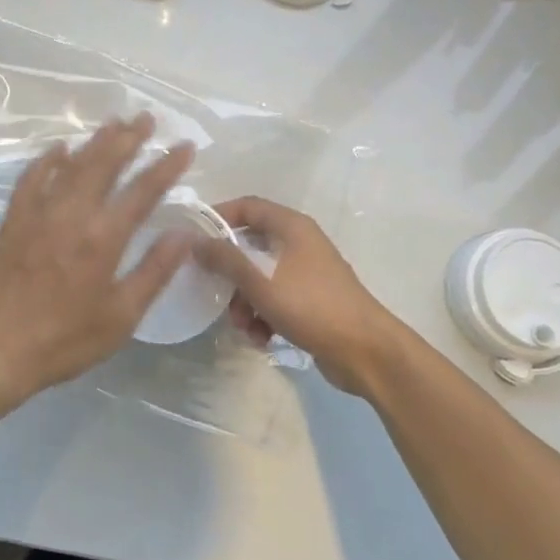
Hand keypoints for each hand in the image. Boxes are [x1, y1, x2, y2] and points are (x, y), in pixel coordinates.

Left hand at [0, 113, 194, 400]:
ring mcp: (38, 212)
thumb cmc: (64, 340)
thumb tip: (184, 235)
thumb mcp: (121, 316)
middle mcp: (72, 213)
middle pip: (105, 163)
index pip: (143, 191)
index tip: (185, 145)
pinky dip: (47, 160)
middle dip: (129, 138)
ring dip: (95, 141)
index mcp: (103, 237)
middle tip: (146, 118)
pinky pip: (32, 178)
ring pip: (71, 164)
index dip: (167, 166)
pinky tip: (58, 149)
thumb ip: (154, 271)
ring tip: (114, 123)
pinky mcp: (13, 220)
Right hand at [195, 196, 406, 395]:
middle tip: (214, 291)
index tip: (194, 238)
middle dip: (230, 273)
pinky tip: (262, 338)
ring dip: (245, 302)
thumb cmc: (311, 306)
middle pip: (250, 246)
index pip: (248, 207)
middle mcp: (300, 243)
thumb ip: (225, 259)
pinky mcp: (311, 301)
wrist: (365, 352)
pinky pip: (276, 300)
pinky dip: (264, 316)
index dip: (218, 217)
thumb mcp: (260, 281)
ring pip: (260, 277)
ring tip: (244, 327)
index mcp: (292, 227)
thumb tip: (194, 240)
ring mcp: (307, 273)